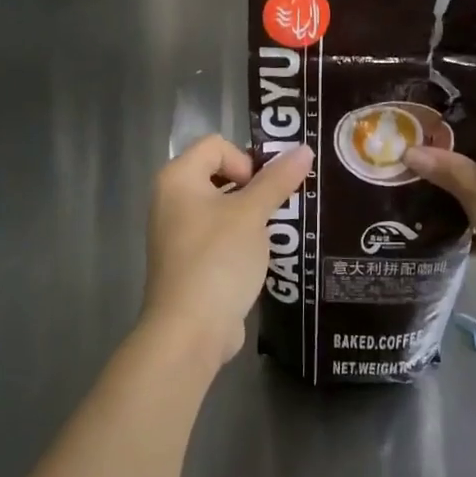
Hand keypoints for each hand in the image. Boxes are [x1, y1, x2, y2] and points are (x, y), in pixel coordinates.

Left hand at [144, 137, 312, 367]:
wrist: (189, 331)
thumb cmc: (218, 260)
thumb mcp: (252, 215)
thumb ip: (277, 180)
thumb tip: (304, 149)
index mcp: (178, 178)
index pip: (217, 145)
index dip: (246, 160)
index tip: (264, 190)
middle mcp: (171, 199)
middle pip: (220, 173)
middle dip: (254, 187)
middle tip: (280, 207)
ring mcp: (177, 232)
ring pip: (222, 206)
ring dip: (252, 214)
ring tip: (277, 231)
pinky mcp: (188, 260)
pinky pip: (218, 234)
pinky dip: (240, 238)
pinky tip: (262, 256)